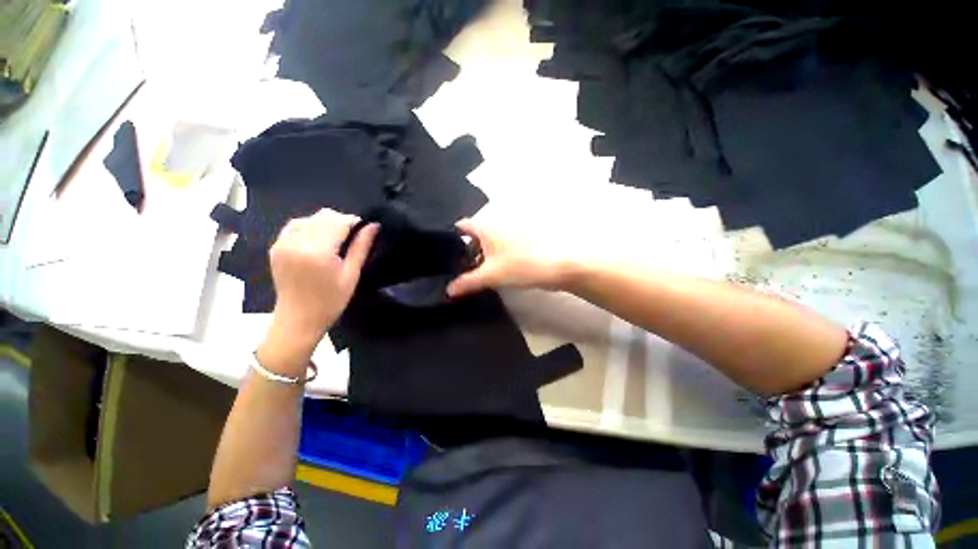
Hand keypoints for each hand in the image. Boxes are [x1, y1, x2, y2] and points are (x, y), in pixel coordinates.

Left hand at [257, 209, 377, 374]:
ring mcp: (283, 244)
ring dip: (325, 223)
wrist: (298, 319)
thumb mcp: (351, 275)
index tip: (365, 228)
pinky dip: (309, 227)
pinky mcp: (276, 247)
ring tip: (336, 238)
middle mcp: (297, 242)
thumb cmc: (331, 301)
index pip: (338, 222)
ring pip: (309, 218)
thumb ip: (361, 247)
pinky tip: (318, 239)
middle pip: (323, 216)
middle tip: (353, 235)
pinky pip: (294, 226)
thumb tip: (373, 226)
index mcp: (318, 251)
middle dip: (341, 221)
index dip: (354, 221)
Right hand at [446, 219, 574, 297]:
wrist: (556, 268)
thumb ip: (467, 283)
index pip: (461, 226)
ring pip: (485, 245)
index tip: (443, 254)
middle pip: (473, 237)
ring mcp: (507, 236)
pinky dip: (489, 260)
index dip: (450, 238)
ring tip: (468, 274)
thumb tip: (448, 291)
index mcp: (486, 227)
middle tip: (454, 269)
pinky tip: (486, 274)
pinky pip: (496, 251)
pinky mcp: (516, 245)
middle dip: (464, 252)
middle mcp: (495, 227)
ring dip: (477, 258)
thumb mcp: (490, 276)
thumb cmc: (520, 266)